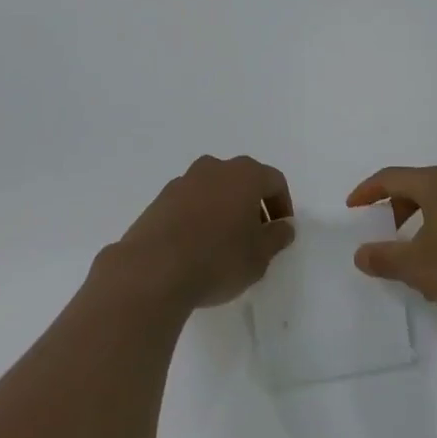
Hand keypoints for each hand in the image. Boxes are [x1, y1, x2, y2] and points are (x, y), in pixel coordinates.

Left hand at [108, 155, 295, 310]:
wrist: (153, 270)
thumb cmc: (217, 259)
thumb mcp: (259, 256)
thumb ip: (277, 237)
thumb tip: (284, 226)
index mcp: (244, 174)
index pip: (274, 181)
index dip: (282, 205)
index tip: (281, 231)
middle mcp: (214, 168)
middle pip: (242, 180)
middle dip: (253, 206)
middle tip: (255, 238)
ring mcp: (184, 181)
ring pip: (214, 190)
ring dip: (224, 210)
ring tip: (224, 245)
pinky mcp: (160, 199)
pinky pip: (190, 203)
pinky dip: (199, 217)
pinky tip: (196, 247)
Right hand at [348, 166, 436, 330]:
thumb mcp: (418, 267)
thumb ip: (384, 257)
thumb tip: (361, 253)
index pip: (392, 177)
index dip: (368, 191)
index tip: (352, 208)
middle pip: (416, 186)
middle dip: (394, 208)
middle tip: (382, 232)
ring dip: (418, 222)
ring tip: (412, 256)